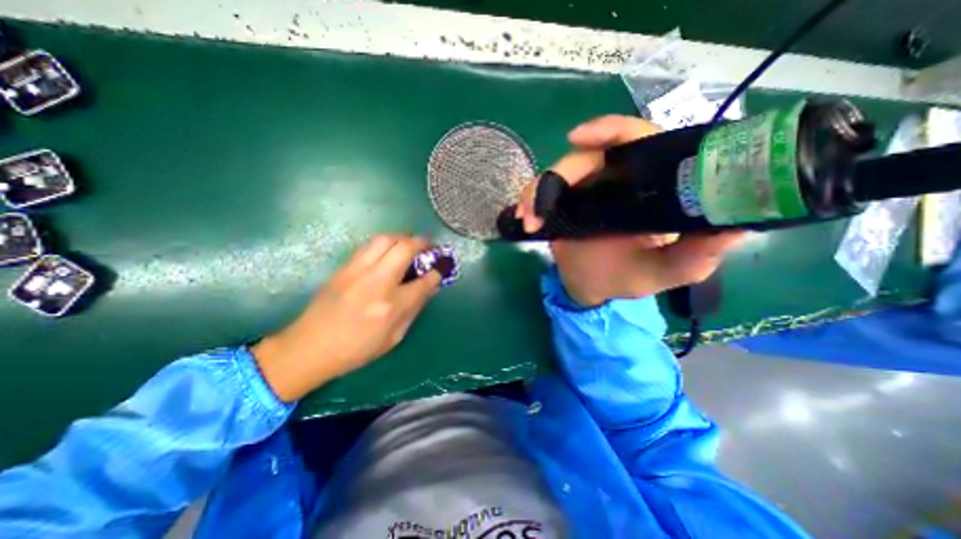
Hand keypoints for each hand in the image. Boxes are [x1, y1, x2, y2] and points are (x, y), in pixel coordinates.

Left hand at [249, 236, 440, 399]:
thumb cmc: (356, 350)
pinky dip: (384, 243)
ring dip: (402, 238)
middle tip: (429, 246)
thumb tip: (429, 288)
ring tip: (409, 244)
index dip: (437, 272)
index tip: (440, 268)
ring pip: (384, 239)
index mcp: (392, 306)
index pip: (424, 281)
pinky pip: (368, 246)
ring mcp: (357, 272)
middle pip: (404, 248)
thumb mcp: (394, 337)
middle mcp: (376, 283)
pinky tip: (388, 251)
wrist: (308, 348)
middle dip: (422, 243)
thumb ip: (414, 309)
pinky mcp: (343, 268)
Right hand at [518, 114, 741, 306]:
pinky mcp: (562, 202)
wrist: (593, 288)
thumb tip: (735, 225)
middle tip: (543, 199)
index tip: (581, 137)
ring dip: (537, 192)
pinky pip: (542, 192)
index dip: (612, 131)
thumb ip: (697, 254)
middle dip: (562, 172)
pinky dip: (529, 202)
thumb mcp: (668, 271)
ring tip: (529, 218)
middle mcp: (616, 180)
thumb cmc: (631, 277)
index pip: (638, 142)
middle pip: (587, 156)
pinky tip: (525, 220)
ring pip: (558, 173)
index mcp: (648, 185)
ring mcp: (585, 190)